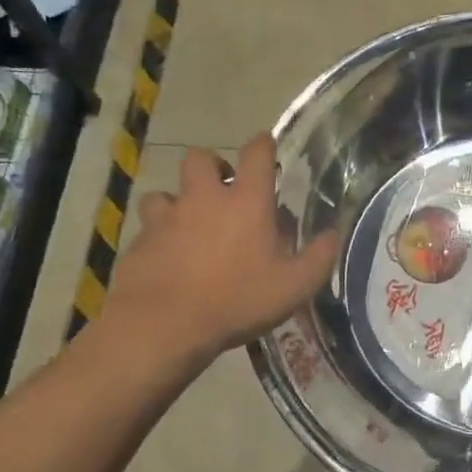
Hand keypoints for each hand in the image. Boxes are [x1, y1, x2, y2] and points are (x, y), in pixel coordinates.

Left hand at [95, 134, 337, 385]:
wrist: (162, 326)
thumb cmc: (237, 301)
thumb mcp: (295, 286)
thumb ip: (319, 257)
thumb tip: (333, 234)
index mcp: (246, 201)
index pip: (256, 153)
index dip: (263, 145)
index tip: (267, 147)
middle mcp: (204, 199)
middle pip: (200, 158)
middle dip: (213, 166)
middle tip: (224, 189)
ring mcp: (166, 219)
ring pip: (165, 192)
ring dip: (179, 201)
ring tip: (190, 224)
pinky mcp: (139, 242)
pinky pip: (148, 228)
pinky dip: (158, 235)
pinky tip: (167, 257)